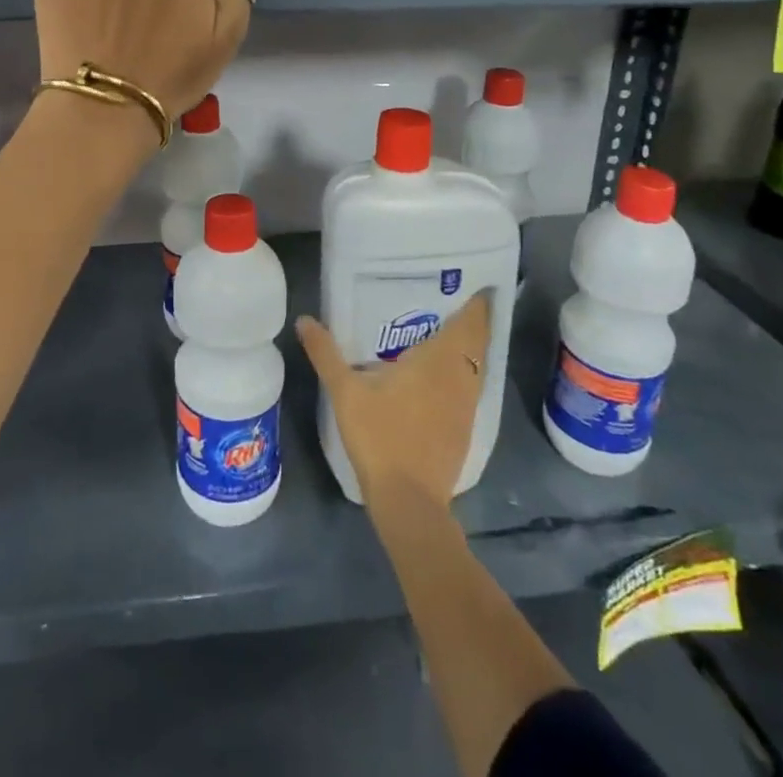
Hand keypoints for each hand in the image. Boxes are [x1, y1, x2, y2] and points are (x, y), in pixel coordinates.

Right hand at [297, 293, 491, 513]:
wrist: (408, 501)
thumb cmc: (379, 436)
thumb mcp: (345, 391)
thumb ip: (326, 353)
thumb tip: (304, 319)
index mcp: (439, 361)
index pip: (469, 323)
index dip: (475, 302)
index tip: (471, 281)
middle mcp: (461, 379)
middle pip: (477, 342)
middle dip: (472, 320)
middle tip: (453, 298)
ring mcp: (466, 407)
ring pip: (476, 367)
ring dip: (469, 348)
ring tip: (447, 331)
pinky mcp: (464, 431)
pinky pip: (470, 388)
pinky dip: (463, 374)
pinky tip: (442, 377)